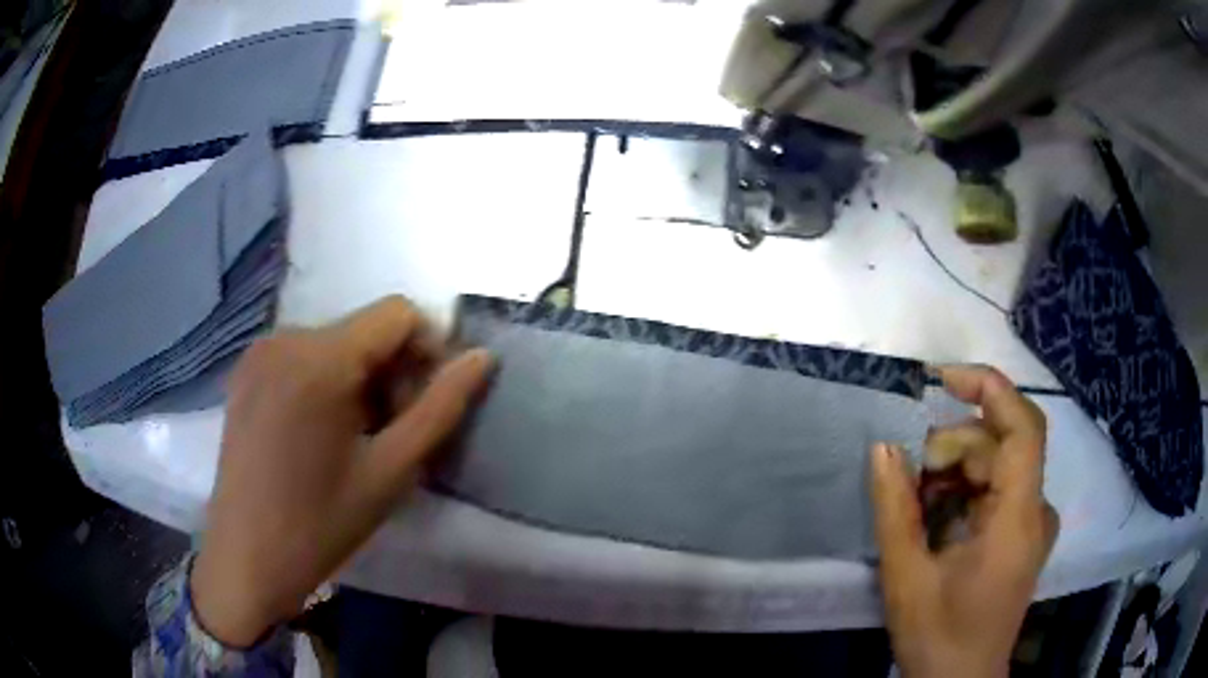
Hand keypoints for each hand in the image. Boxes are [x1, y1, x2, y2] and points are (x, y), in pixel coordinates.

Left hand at [191, 296, 494, 646]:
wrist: (246, 556)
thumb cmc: (321, 523)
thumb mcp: (391, 471)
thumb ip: (440, 408)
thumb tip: (482, 358)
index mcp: (320, 358)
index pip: (398, 313)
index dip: (428, 349)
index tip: (425, 404)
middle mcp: (285, 337)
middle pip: (365, 328)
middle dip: (392, 370)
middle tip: (392, 433)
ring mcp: (260, 351)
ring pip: (335, 341)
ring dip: (361, 379)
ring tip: (355, 438)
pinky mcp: (246, 370)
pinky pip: (303, 354)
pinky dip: (327, 380)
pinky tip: (319, 432)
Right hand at [871, 365, 1058, 677]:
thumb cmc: (938, 636)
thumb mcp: (907, 578)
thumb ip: (895, 509)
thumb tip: (882, 448)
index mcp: (1018, 518)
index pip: (1023, 427)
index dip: (989, 388)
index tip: (941, 378)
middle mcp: (1036, 510)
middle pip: (1001, 445)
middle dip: (953, 447)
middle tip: (908, 476)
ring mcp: (1032, 522)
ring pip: (997, 465)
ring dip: (954, 471)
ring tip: (916, 504)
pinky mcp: (1023, 532)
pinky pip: (997, 489)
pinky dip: (964, 491)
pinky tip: (935, 517)